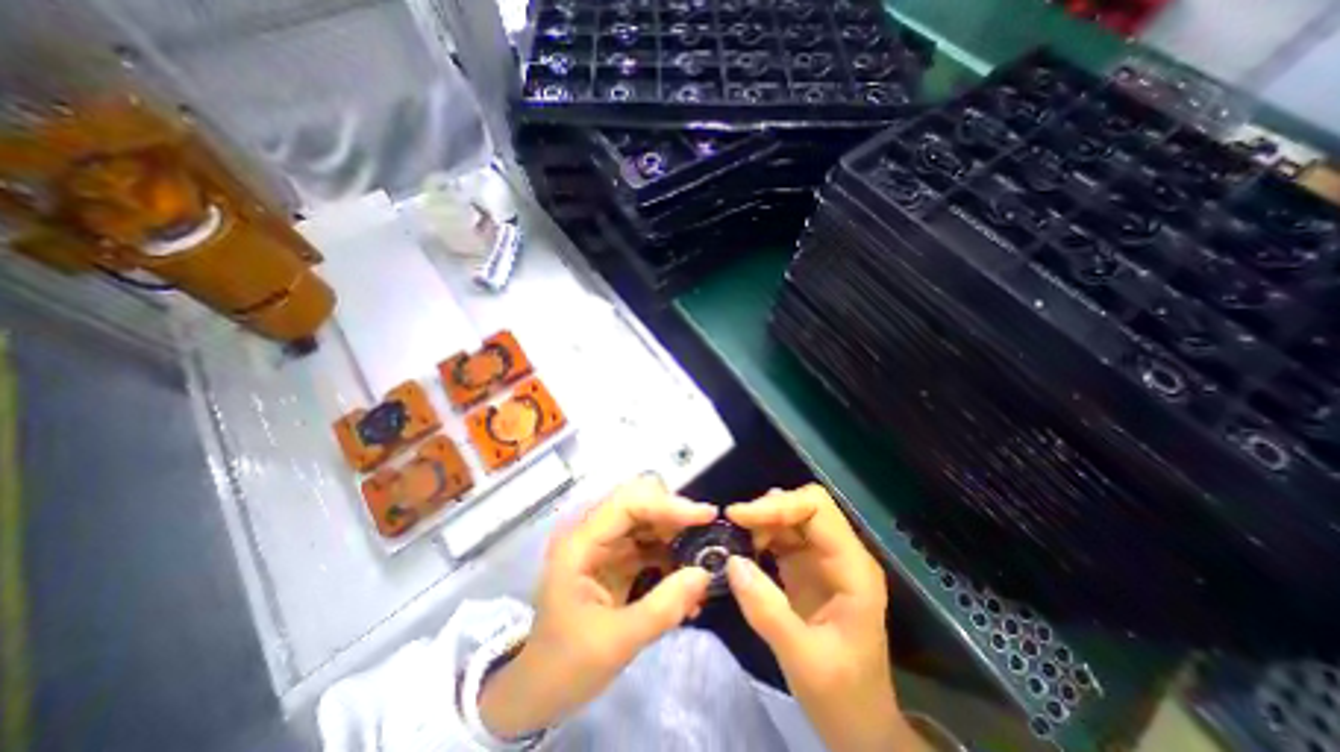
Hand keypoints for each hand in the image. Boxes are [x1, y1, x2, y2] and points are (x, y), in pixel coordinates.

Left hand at [480, 478, 716, 735]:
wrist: (539, 690)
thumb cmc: (565, 665)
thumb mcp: (615, 642)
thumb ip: (663, 607)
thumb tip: (705, 574)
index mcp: (580, 542)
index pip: (628, 503)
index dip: (668, 504)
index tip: (706, 515)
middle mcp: (592, 533)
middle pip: (641, 502)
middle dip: (676, 516)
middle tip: (706, 537)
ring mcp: (605, 544)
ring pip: (649, 520)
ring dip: (677, 535)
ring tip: (702, 560)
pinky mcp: (616, 559)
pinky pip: (650, 543)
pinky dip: (672, 554)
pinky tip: (688, 579)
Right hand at [730, 485, 927, 749]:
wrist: (861, 729)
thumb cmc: (844, 699)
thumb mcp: (803, 662)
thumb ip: (767, 611)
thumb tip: (732, 562)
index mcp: (852, 568)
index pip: (817, 509)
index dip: (778, 506)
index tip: (739, 517)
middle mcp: (840, 554)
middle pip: (803, 507)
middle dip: (765, 511)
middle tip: (732, 526)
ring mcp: (823, 560)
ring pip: (789, 519)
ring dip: (760, 523)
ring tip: (733, 539)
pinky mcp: (807, 569)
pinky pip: (781, 538)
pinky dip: (759, 538)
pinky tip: (742, 551)